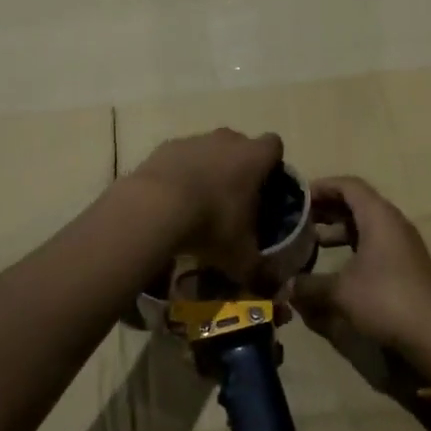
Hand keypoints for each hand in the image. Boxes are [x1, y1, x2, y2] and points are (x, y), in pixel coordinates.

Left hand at [126, 128, 282, 279]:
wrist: (155, 207)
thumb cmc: (212, 224)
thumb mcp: (241, 256)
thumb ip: (262, 272)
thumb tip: (276, 290)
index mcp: (254, 157)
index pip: (274, 146)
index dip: (272, 164)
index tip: (265, 187)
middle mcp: (227, 140)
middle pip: (240, 145)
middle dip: (239, 167)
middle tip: (233, 201)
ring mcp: (195, 140)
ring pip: (209, 149)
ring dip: (208, 169)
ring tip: (198, 204)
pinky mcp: (166, 147)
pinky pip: (181, 157)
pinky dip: (180, 174)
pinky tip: (172, 200)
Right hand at [294, 176, 430, 382]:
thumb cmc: (386, 299)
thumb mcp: (340, 292)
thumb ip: (309, 285)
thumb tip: (286, 285)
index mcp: (378, 216)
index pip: (348, 185)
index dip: (321, 187)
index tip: (297, 197)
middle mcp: (391, 222)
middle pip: (356, 203)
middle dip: (326, 208)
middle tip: (298, 218)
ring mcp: (401, 244)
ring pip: (364, 225)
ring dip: (338, 229)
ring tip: (310, 241)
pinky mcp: (404, 265)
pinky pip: (373, 243)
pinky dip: (351, 246)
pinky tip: (333, 265)